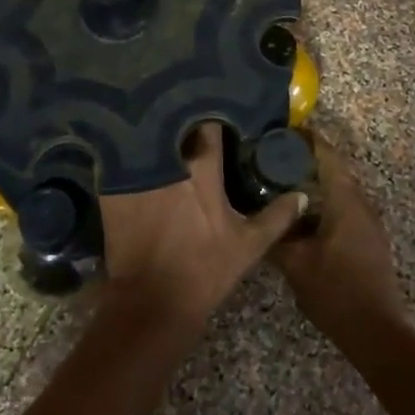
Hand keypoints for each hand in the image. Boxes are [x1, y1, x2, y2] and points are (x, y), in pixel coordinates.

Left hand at [98, 123, 306, 334]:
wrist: (151, 303)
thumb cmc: (204, 271)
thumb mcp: (247, 245)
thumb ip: (276, 217)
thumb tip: (301, 195)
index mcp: (201, 171)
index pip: (208, 126)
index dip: (213, 115)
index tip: (217, 110)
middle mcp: (167, 163)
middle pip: (172, 124)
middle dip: (180, 117)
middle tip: (188, 114)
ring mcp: (136, 174)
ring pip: (145, 138)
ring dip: (153, 132)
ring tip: (160, 126)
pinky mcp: (112, 188)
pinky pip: (120, 158)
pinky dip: (127, 153)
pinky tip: (132, 153)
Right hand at [273, 121, 405, 340]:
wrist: (376, 331)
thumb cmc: (335, 291)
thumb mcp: (295, 263)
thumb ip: (275, 235)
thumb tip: (256, 216)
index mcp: (345, 200)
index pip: (327, 154)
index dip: (306, 138)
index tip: (283, 130)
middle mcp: (361, 203)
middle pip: (334, 169)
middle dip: (306, 160)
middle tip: (274, 157)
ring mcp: (369, 221)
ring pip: (339, 190)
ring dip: (315, 182)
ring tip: (282, 183)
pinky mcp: (369, 238)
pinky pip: (344, 207)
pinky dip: (323, 202)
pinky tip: (301, 215)